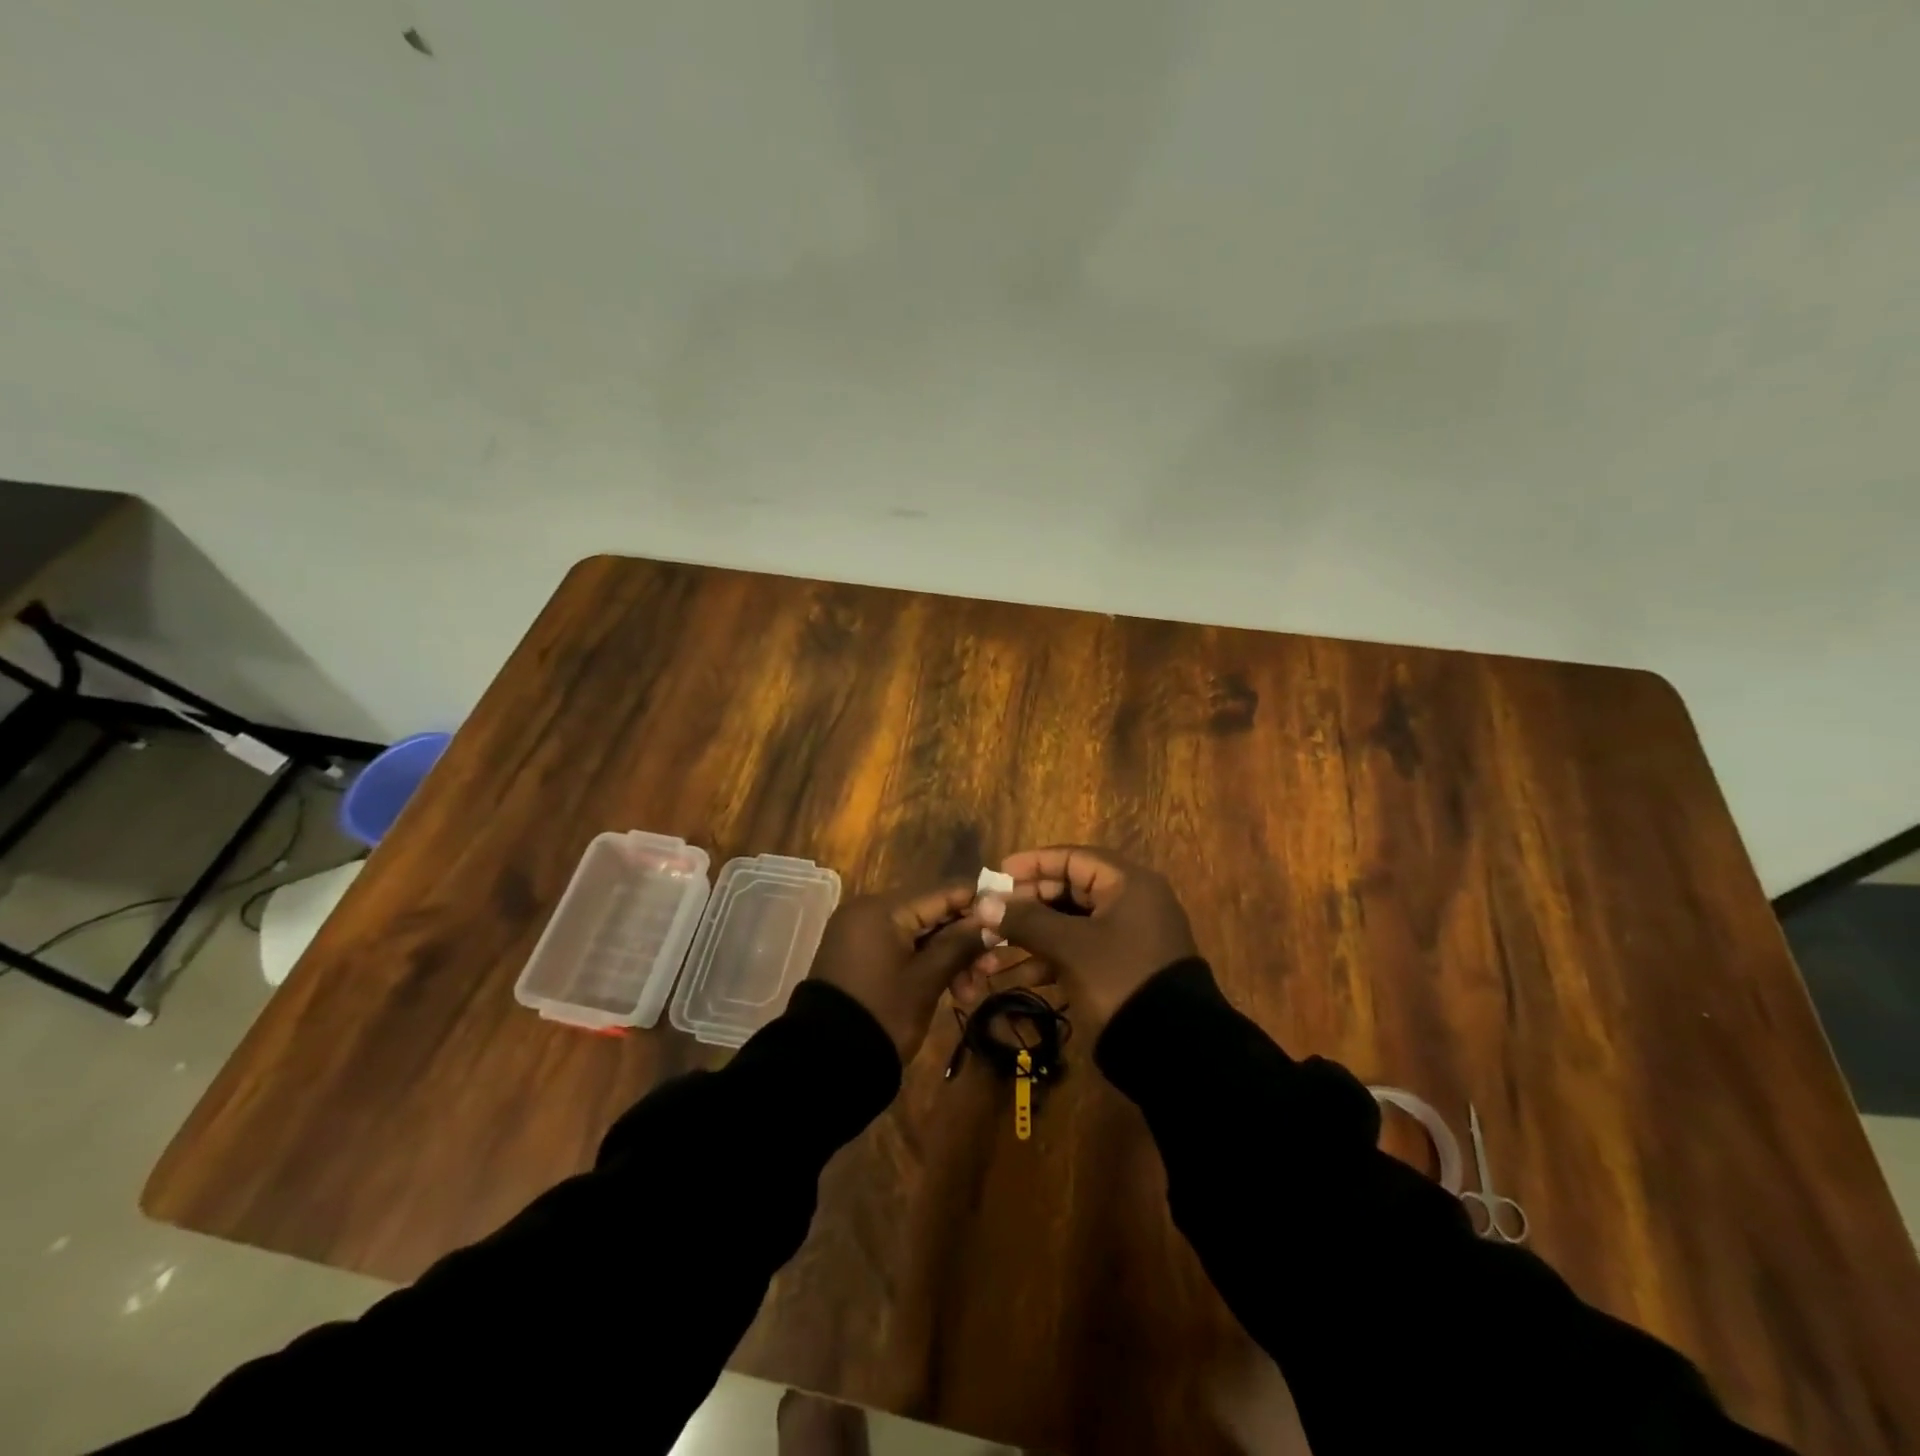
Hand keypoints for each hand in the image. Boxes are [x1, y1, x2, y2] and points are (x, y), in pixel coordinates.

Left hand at [808, 882, 984, 1063]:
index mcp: (883, 908)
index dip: (979, 903)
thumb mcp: (927, 979)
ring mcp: (862, 934)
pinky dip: (926, 964)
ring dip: (949, 957)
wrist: (827, 1061)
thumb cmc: (883, 1014)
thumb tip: (993, 917)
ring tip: (971, 992)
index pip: (943, 892)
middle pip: (932, 913)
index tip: (1010, 919)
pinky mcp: (860, 955)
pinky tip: (952, 989)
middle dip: (964, 939)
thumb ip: (961, 943)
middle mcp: (869, 910)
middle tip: (992, 968)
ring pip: (919, 933)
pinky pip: (902, 948)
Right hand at [968, 846, 1196, 1026]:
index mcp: (1128, 883)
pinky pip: (1078, 953)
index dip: (1033, 864)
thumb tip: (985, 903)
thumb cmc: (1120, 979)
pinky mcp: (1120, 969)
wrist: (1174, 1050)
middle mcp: (1130, 903)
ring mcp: (1127, 938)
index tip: (998, 874)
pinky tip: (1015, 978)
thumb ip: (1026, 920)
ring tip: (992, 950)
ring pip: (1069, 925)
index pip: (1073, 858)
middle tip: (991, 915)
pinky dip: (1048, 961)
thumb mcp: (1070, 946)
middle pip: (1069, 891)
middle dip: (1026, 905)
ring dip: (1031, 937)